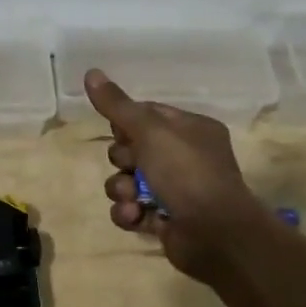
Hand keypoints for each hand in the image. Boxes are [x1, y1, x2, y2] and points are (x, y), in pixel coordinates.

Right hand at [86, 69, 273, 284]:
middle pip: (132, 148)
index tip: (119, 130)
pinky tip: (134, 216)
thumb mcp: (150, 131)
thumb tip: (90, 72)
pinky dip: (129, 213)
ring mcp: (176, 190)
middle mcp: (185, 157)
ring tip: (131, 199)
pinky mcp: (165, 219)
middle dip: (122, 159)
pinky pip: (133, 209)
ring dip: (121, 189)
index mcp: (190, 129)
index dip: (126, 122)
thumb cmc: (186, 172)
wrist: (215, 234)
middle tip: (130, 165)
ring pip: (128, 181)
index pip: (147, 114)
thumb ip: (118, 105)